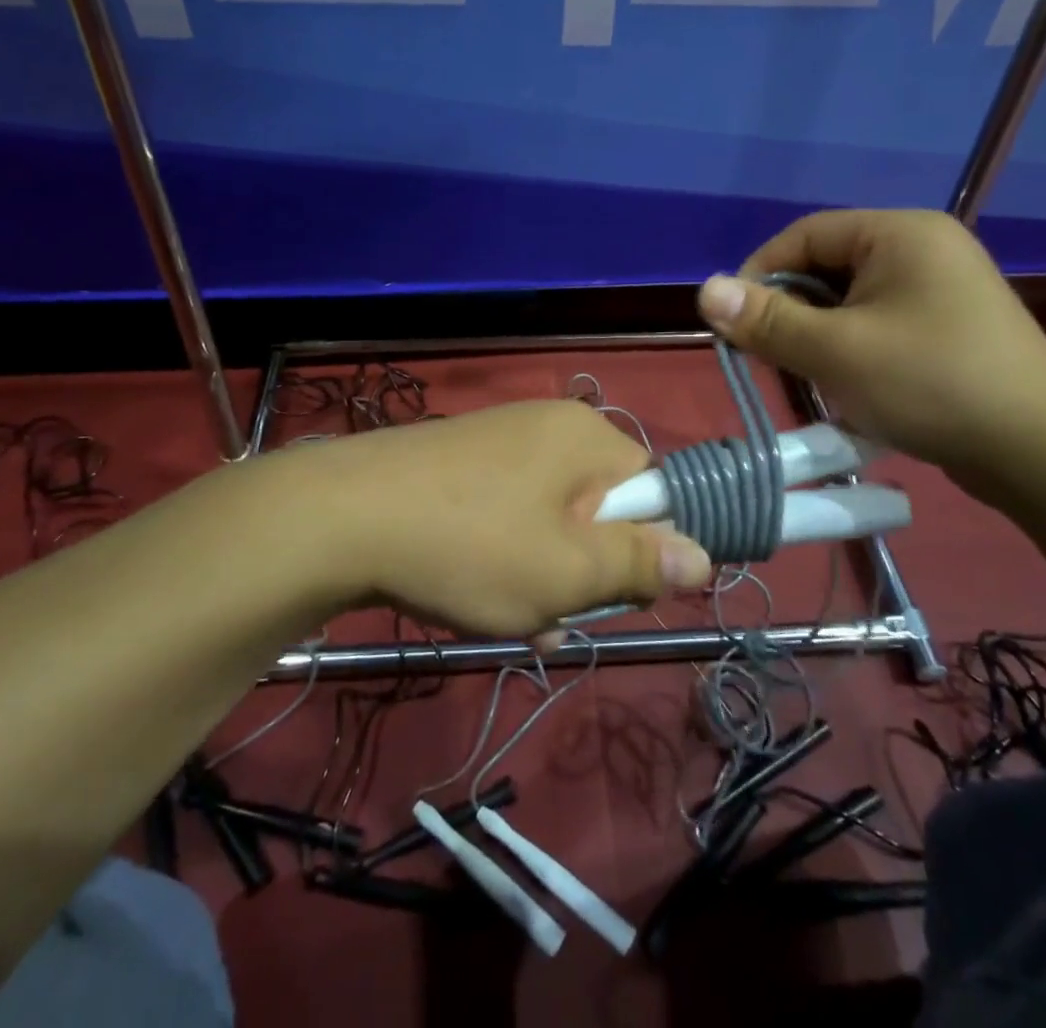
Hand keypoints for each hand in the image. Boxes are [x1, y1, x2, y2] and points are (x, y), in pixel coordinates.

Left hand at [276, 401, 713, 637]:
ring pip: (551, 520)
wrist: (340, 518)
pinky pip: (508, 514)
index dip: (641, 547)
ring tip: (512, 618)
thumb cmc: (472, 545)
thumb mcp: (567, 571)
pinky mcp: (460, 463)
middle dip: (586, 570)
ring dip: (544, 575)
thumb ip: (641, 563)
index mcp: (586, 436)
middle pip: (599, 508)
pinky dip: (505, 557)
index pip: (652, 490)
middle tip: (553, 612)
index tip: (613, 592)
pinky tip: (478, 598)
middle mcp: (548, 426)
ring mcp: (499, 441)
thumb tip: (705, 555)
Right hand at [696, 209, 1045, 481]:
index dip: (759, 274)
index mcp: (900, 233)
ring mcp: (940, 290)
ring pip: (849, 303)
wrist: (1041, 453)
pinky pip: (878, 326)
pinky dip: (850, 351)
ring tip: (806, 378)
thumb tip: (705, 289)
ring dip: (817, 337)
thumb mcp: (836, 351)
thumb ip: (767, 320)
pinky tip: (845, 388)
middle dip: (789, 313)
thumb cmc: (931, 384)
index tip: (733, 322)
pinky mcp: (948, 328)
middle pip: (826, 268)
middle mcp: (922, 249)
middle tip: (767, 358)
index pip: (804, 235)